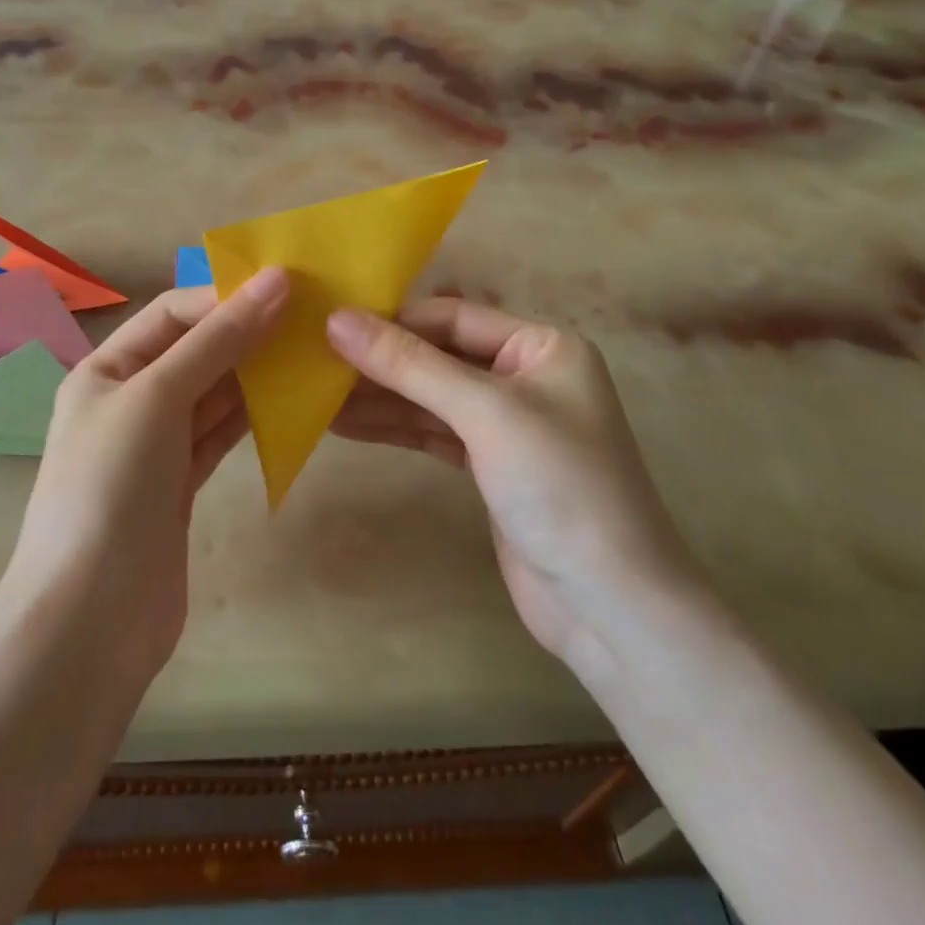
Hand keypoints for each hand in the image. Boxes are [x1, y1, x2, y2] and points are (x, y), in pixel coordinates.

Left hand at [3, 268, 288, 695]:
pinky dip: (252, 417)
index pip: (172, 313)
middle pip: (195, 351)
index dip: (225, 297)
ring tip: (310, 354)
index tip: (288, 289)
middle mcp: (128, 400)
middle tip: (311, 320)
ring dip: (256, 375)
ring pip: (213, 394)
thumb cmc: (111, 489)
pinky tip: (290, 403)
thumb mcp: (158, 397)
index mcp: (106, 369)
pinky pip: (220, 435)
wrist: (89, 623)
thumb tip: (275, 281)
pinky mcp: (179, 486)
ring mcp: (154, 446)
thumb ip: (218, 340)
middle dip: (246, 333)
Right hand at [327, 300, 701, 668]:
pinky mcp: (490, 466)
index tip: (329, 327)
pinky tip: (346, 425)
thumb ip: (410, 364)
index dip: (393, 321)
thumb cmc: (560, 487)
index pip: (453, 317)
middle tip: (313, 363)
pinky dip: (394, 428)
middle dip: (380, 362)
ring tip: (316, 397)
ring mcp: (508, 424)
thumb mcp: (484, 413)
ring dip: (378, 398)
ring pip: (431, 397)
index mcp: (542, 346)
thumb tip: (337, 320)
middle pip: (438, 356)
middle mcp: (526, 377)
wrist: (611, 607)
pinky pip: (433, 433)